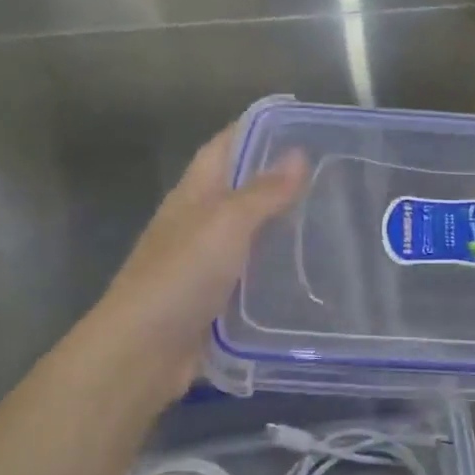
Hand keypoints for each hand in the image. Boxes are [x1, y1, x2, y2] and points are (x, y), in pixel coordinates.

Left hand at [78, 122, 306, 410]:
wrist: (142, 352)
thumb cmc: (181, 276)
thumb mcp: (226, 224)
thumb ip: (263, 192)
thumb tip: (298, 154)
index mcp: (194, 194)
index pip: (225, 146)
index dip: (256, 129)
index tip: (300, 122)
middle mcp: (198, 221)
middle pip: (240, 187)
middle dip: (279, 176)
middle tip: (331, 172)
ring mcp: (206, 261)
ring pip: (249, 231)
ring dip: (282, 223)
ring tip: (331, 217)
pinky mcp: (217, 297)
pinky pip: (253, 272)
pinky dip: (278, 266)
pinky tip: (310, 269)